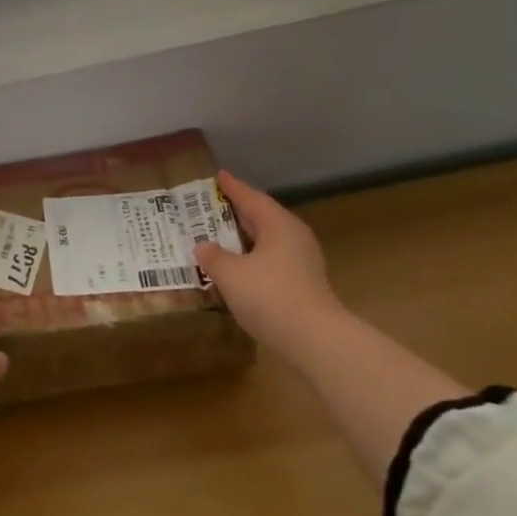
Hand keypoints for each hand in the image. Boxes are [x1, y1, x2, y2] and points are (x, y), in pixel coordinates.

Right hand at [194, 170, 344, 352]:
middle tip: (212, 206)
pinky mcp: (303, 284)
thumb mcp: (230, 274)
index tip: (218, 176)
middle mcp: (294, 237)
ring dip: (244, 238)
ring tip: (220, 235)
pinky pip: (271, 260)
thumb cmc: (269, 296)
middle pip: (263, 217)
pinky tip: (237, 267)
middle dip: (238, 212)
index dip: (233, 188)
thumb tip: (202, 246)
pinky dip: (252, 258)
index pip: (252, 198)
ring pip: (268, 241)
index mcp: (278, 225)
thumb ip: (213, 256)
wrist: (314, 339)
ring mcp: (302, 262)